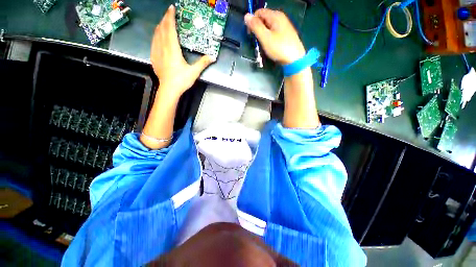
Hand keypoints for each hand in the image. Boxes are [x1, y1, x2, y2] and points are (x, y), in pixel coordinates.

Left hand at [151, 5, 214, 97]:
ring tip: (164, 22)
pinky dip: (156, 35)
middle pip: (162, 29)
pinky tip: (158, 36)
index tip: (172, 8)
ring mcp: (156, 52)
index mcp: (172, 49)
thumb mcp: (194, 72)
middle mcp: (163, 47)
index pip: (170, 28)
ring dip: (160, 26)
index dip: (170, 17)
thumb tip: (213, 57)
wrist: (169, 89)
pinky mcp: (154, 57)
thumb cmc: (181, 80)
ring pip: (156, 34)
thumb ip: (203, 63)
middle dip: (165, 19)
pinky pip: (153, 42)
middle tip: (169, 13)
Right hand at [244, 9, 305, 64]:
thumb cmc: (279, 48)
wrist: (294, 59)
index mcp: (275, 16)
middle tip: (257, 41)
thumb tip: (246, 16)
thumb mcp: (265, 37)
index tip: (250, 34)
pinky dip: (269, 37)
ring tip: (263, 44)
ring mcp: (284, 26)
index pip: (259, 12)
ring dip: (263, 34)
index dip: (252, 21)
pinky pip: (273, 32)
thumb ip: (255, 26)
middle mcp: (280, 18)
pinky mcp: (285, 34)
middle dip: (258, 28)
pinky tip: (270, 45)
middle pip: (264, 19)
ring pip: (268, 26)